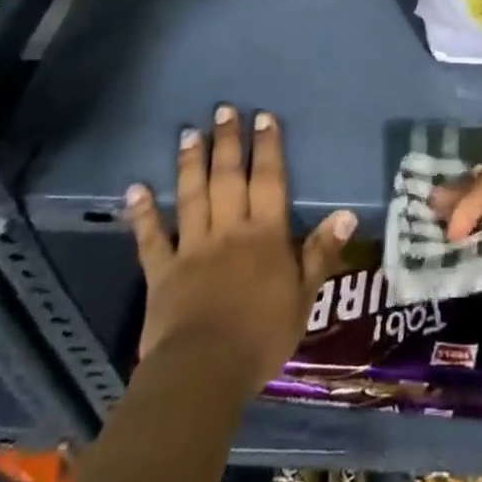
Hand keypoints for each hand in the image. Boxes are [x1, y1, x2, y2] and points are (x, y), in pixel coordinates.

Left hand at [125, 105, 356, 392]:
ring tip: (190, 133)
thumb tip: (347, 213)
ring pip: (193, 196)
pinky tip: (135, 188)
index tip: (263, 117)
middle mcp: (229, 230)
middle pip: (229, 178)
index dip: (268, 147)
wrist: (204, 372)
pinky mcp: (162, 273)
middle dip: (228, 142)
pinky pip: (151, 238)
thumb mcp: (304, 297)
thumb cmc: (262, 336)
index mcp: (265, 235)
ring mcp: (192, 248)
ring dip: (191, 163)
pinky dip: (143, 213)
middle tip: (223, 110)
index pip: (269, 181)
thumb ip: (321, 252)